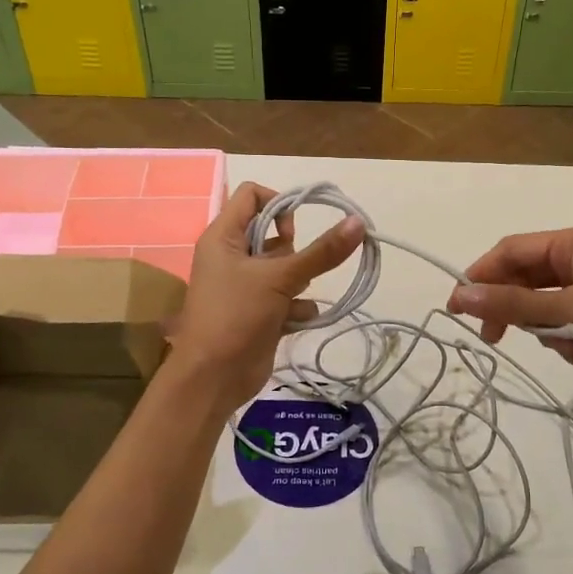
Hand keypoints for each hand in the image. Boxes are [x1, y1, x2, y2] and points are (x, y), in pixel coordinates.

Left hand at [166, 182, 365, 414]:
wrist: (213, 378)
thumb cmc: (236, 316)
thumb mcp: (280, 278)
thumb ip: (321, 252)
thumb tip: (358, 221)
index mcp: (223, 236)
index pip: (252, 195)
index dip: (279, 203)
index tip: (296, 229)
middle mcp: (231, 255)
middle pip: (272, 233)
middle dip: (293, 252)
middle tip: (295, 269)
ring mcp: (244, 285)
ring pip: (283, 267)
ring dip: (299, 281)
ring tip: (296, 297)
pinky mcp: (257, 311)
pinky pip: (285, 296)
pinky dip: (296, 307)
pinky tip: (298, 320)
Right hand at [447, 224, 572, 405]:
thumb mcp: (572, 310)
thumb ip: (514, 306)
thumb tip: (460, 296)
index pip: (513, 251)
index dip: (482, 276)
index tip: (456, 308)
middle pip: (527, 280)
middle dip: (514, 309)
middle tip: (492, 338)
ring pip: (546, 309)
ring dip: (548, 331)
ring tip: (569, 345)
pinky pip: (569, 328)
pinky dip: (570, 343)